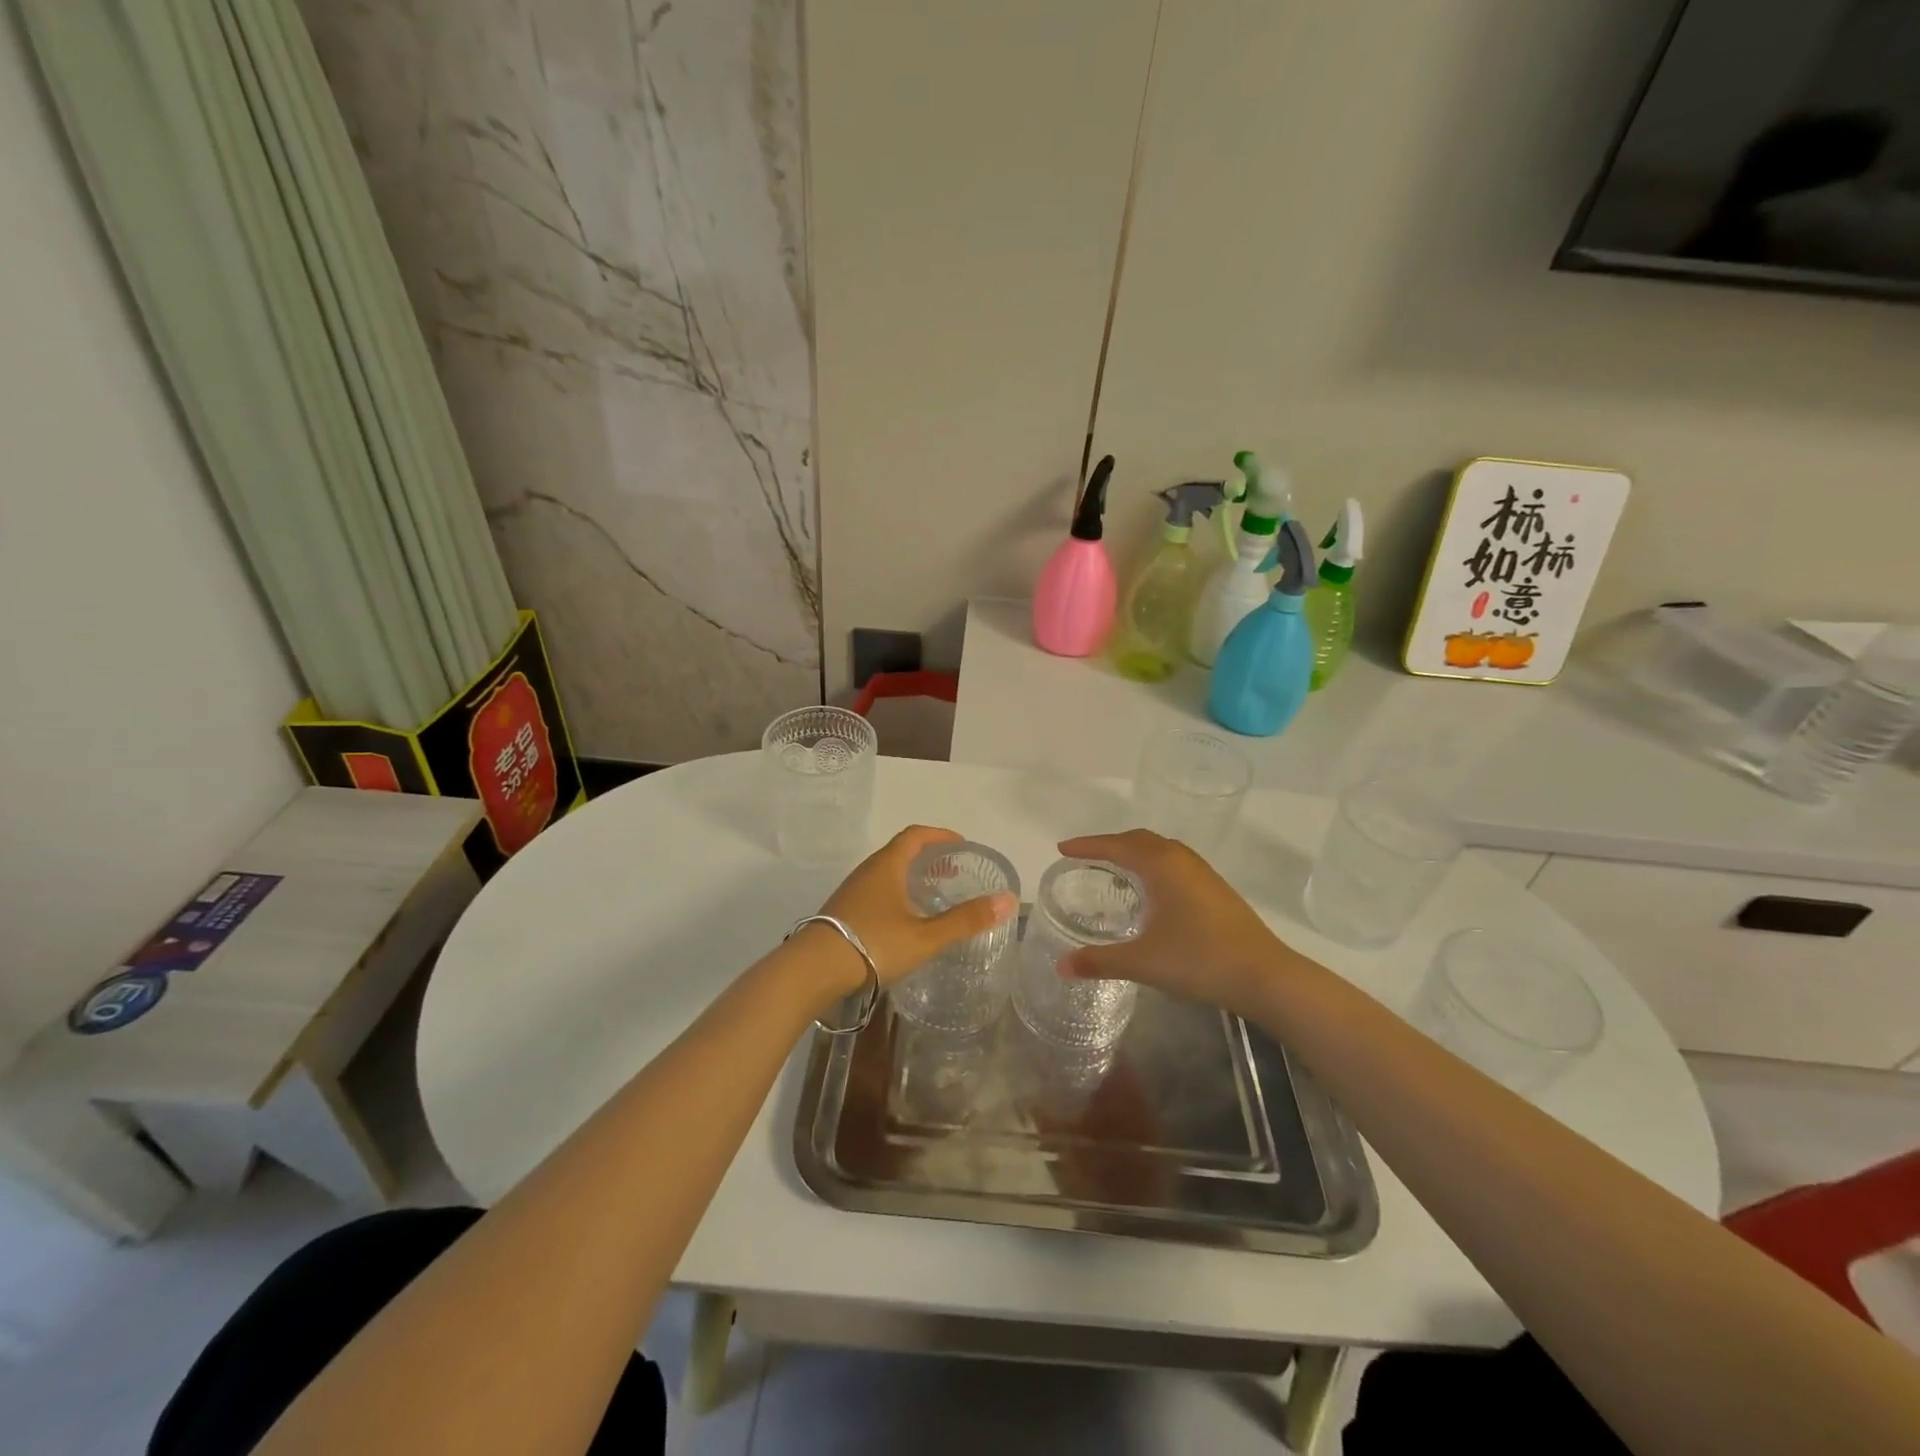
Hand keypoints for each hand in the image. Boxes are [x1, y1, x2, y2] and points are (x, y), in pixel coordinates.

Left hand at [811, 826, 1017, 989]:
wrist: (813, 969)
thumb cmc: (873, 944)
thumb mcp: (926, 936)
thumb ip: (966, 920)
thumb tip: (1008, 899)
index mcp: (887, 865)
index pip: (916, 835)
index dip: (940, 835)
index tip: (961, 844)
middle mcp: (868, 871)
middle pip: (900, 852)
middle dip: (928, 857)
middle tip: (952, 872)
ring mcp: (851, 891)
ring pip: (886, 873)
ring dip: (910, 876)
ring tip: (931, 896)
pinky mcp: (842, 911)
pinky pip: (875, 890)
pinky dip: (896, 893)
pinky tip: (903, 920)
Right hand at [1056, 830, 1289, 1017]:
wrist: (1264, 975)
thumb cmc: (1199, 960)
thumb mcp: (1143, 962)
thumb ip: (1099, 962)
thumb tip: (1060, 967)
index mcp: (1161, 866)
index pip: (1116, 846)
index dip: (1087, 845)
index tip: (1063, 848)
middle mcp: (1182, 860)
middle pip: (1139, 840)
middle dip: (1110, 844)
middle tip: (1085, 857)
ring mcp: (1203, 873)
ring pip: (1161, 849)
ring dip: (1135, 852)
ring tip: (1115, 868)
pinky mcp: (1216, 889)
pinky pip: (1175, 863)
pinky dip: (1154, 865)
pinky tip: (1152, 891)